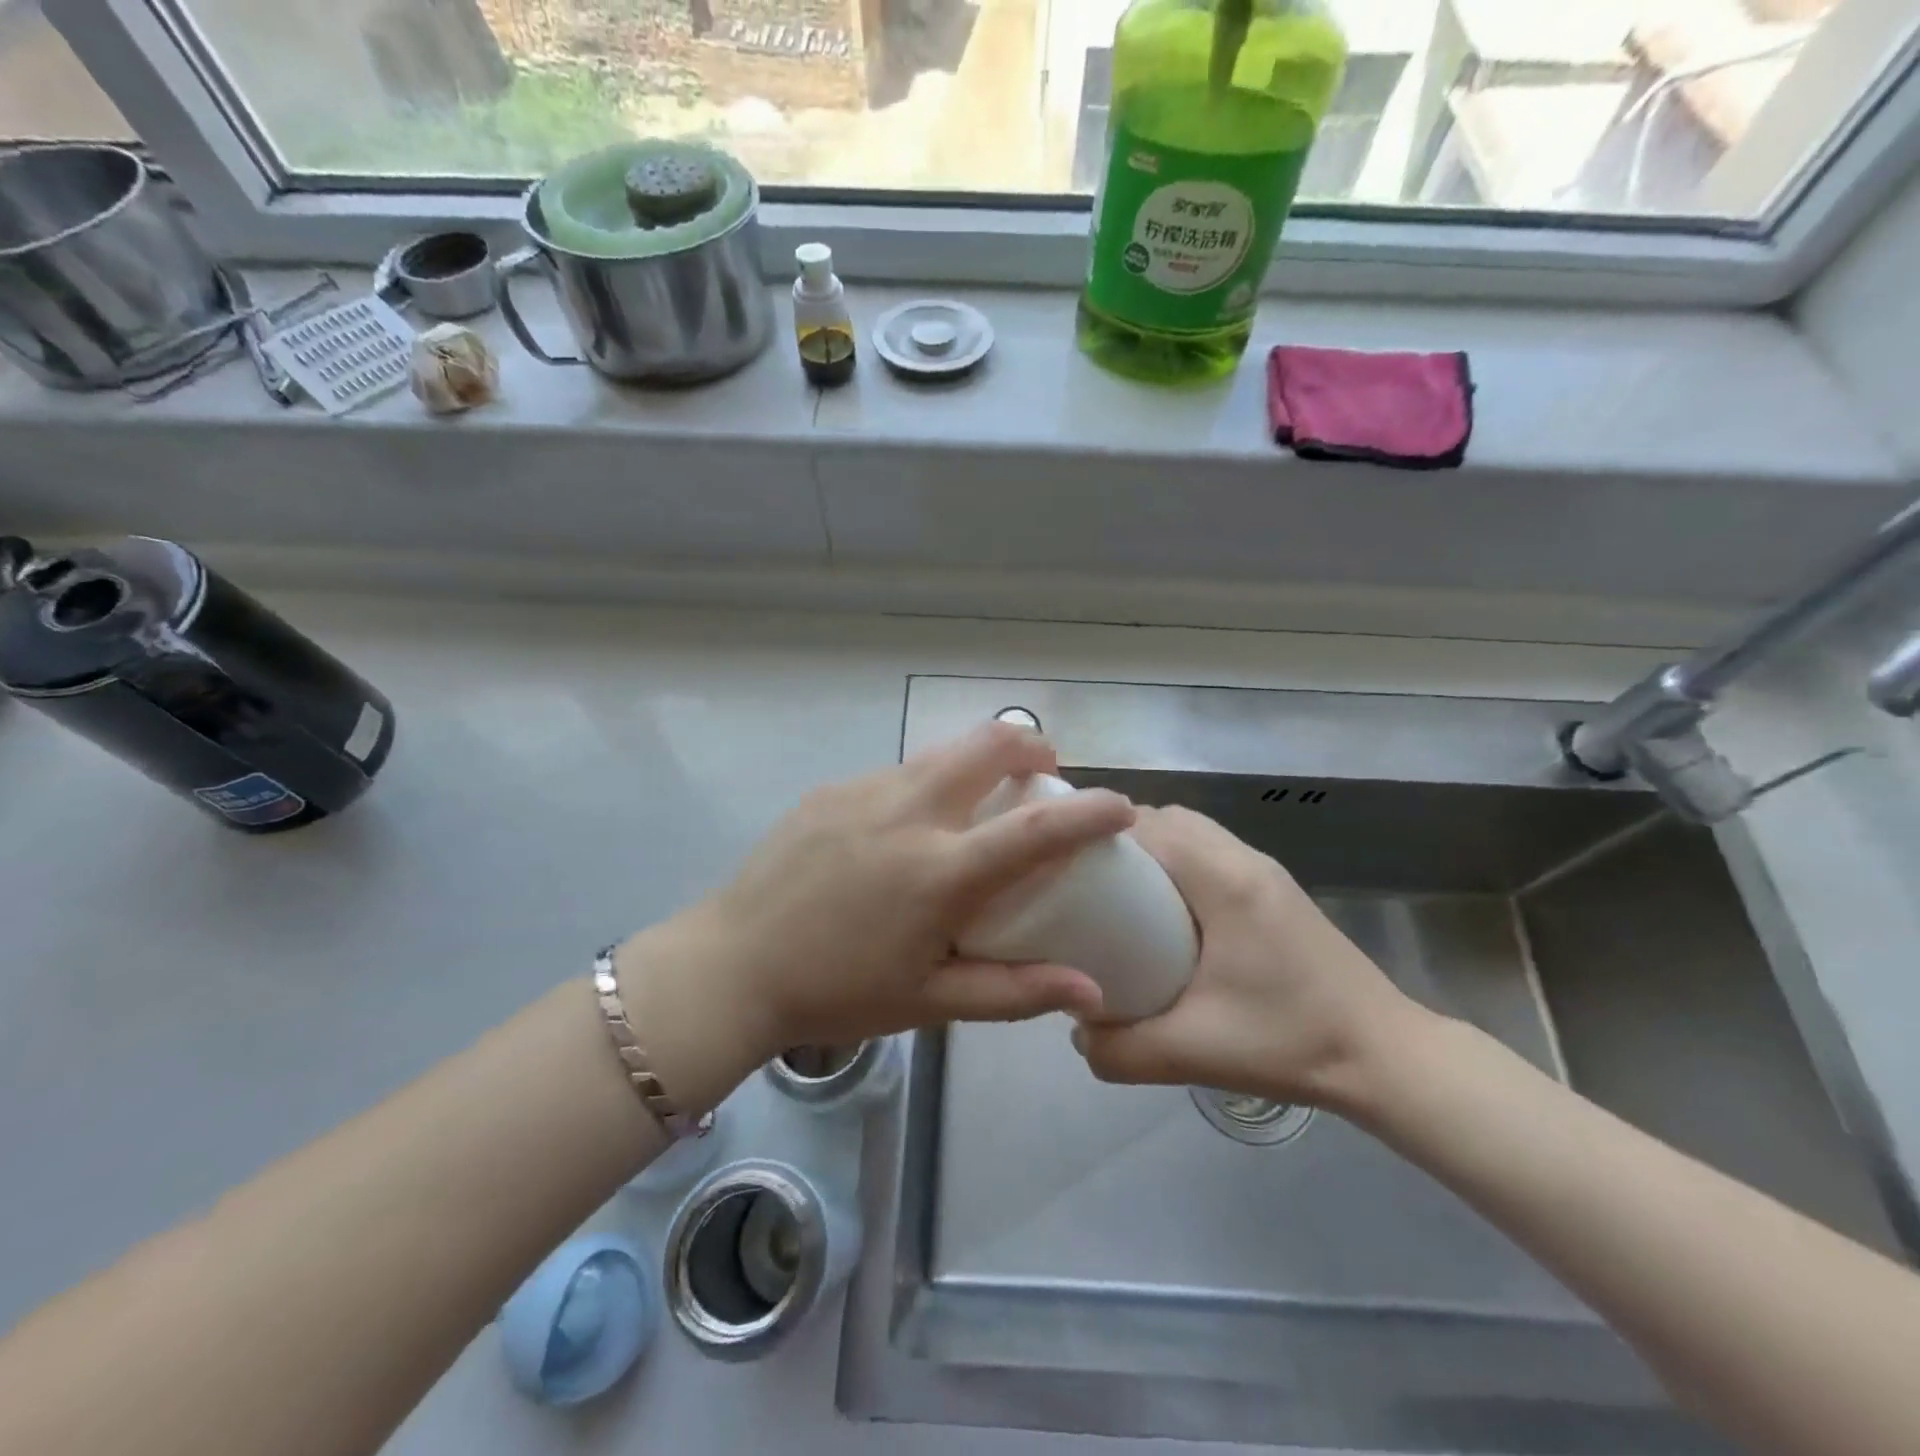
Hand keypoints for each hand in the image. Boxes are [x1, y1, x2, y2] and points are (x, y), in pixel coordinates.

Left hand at [627, 722, 1131, 1078]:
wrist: (732, 965)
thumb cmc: (838, 992)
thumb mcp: (931, 1002)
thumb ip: (1015, 992)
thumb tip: (1091, 992)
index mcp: (940, 872)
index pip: (1035, 829)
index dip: (1089, 812)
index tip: (1121, 805)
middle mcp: (908, 813)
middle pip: (987, 745)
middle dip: (1031, 745)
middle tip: (1044, 772)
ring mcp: (865, 791)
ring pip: (942, 750)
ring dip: (978, 760)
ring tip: (982, 797)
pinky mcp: (832, 788)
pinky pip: (899, 771)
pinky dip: (928, 782)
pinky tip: (910, 826)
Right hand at [1072, 805, 1419, 1110]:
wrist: (1385, 1056)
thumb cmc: (1291, 1042)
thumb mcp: (1194, 1051)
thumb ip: (1121, 1048)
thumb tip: (1076, 1033)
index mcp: (1224, 880)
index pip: (1149, 824)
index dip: (1100, 836)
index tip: (1063, 865)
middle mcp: (1244, 860)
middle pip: (1167, 819)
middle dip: (1120, 840)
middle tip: (1084, 883)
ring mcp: (1264, 871)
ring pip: (1191, 832)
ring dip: (1152, 850)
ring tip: (1117, 896)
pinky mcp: (1275, 889)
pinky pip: (1211, 852)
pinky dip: (1178, 864)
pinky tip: (1165, 914)